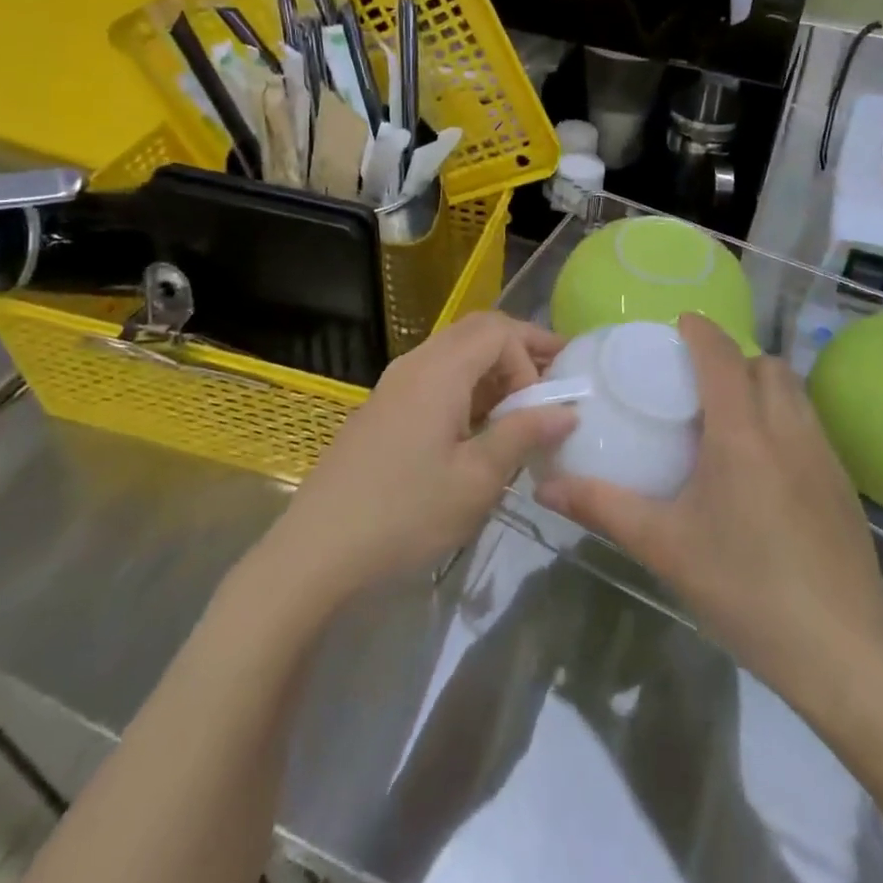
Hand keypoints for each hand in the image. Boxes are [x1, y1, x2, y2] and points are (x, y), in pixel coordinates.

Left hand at [273, 312, 573, 605]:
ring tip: (524, 402)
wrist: (316, 551)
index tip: (539, 407)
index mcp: (439, 371)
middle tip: (555, 373)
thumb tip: (566, 411)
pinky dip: (468, 385)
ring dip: (493, 367)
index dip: (529, 358)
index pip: (498, 332)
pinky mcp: (384, 409)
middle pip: (476, 331)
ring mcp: (394, 385)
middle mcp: (415, 364)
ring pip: (454, 352)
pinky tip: (480, 423)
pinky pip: (435, 376)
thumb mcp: (476, 480)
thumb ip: (522, 435)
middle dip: (519, 347)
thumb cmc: (405, 514)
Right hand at [535, 315, 882, 702]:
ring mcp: (823, 455)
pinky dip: (783, 418)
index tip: (678, 325)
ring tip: (729, 419)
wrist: (843, 652)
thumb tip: (546, 489)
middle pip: (765, 365)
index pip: (722, 356)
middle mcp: (787, 429)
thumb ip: (604, 508)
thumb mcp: (665, 547)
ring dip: (762, 385)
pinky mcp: (843, 484)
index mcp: (742, 433)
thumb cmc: (746, 588)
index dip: (700, 331)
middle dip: (732, 358)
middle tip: (697, 383)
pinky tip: (763, 466)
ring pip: (794, 392)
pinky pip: (809, 424)